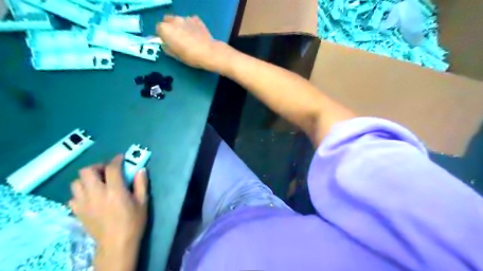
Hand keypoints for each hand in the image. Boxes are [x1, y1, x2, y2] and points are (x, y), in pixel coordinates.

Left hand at [69, 156, 148, 250]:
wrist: (116, 244)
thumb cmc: (133, 222)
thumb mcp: (143, 202)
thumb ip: (141, 183)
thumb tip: (141, 169)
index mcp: (115, 191)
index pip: (112, 168)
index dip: (116, 160)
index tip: (121, 158)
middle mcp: (96, 194)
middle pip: (87, 171)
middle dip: (98, 167)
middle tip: (107, 171)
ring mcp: (84, 203)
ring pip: (76, 182)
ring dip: (87, 179)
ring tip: (98, 182)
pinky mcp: (78, 212)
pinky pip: (73, 196)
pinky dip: (81, 192)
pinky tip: (91, 196)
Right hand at [157, 15, 228, 70]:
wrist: (208, 52)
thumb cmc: (190, 56)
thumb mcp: (175, 56)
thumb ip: (167, 48)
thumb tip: (166, 44)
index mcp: (165, 29)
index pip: (158, 29)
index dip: (163, 36)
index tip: (168, 42)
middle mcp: (174, 20)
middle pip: (167, 21)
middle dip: (170, 27)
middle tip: (177, 38)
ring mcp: (186, 18)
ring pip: (179, 20)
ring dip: (180, 26)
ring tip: (188, 37)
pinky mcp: (196, 19)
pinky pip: (190, 21)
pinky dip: (191, 25)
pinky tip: (196, 35)